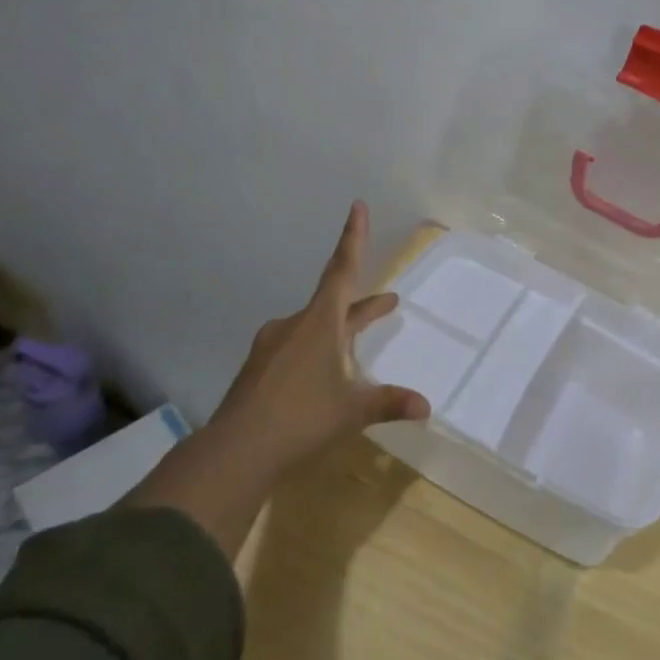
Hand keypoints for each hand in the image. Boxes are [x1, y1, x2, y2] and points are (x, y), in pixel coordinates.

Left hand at [127, 201, 429, 555]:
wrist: (234, 452)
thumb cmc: (300, 419)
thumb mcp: (352, 411)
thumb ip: (388, 403)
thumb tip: (426, 406)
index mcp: (319, 323)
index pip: (342, 270)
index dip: (354, 238)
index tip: (357, 206)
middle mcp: (295, 326)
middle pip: (334, 303)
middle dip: (363, 305)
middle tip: (388, 302)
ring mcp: (273, 347)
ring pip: (316, 328)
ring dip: (342, 330)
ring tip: (359, 343)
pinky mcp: (261, 370)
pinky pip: (298, 348)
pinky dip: (319, 351)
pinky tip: (323, 377)